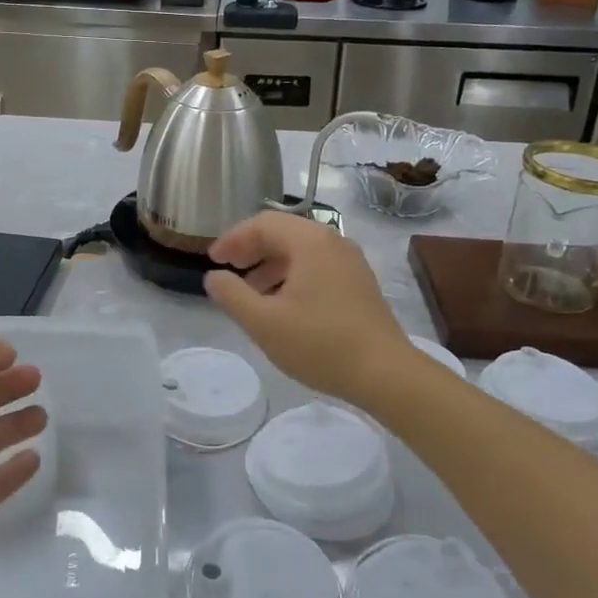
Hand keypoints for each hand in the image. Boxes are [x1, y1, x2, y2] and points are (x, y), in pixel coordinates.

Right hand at [204, 211, 416, 407]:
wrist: (386, 374)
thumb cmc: (320, 344)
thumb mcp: (263, 322)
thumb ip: (232, 294)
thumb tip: (214, 276)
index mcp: (309, 241)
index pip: (262, 223)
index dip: (233, 239)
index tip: (212, 260)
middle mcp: (332, 241)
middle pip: (282, 232)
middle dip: (251, 249)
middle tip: (228, 271)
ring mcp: (350, 261)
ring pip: (300, 250)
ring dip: (270, 264)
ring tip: (251, 292)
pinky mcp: (359, 282)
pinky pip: (317, 265)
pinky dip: (292, 275)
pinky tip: (282, 304)